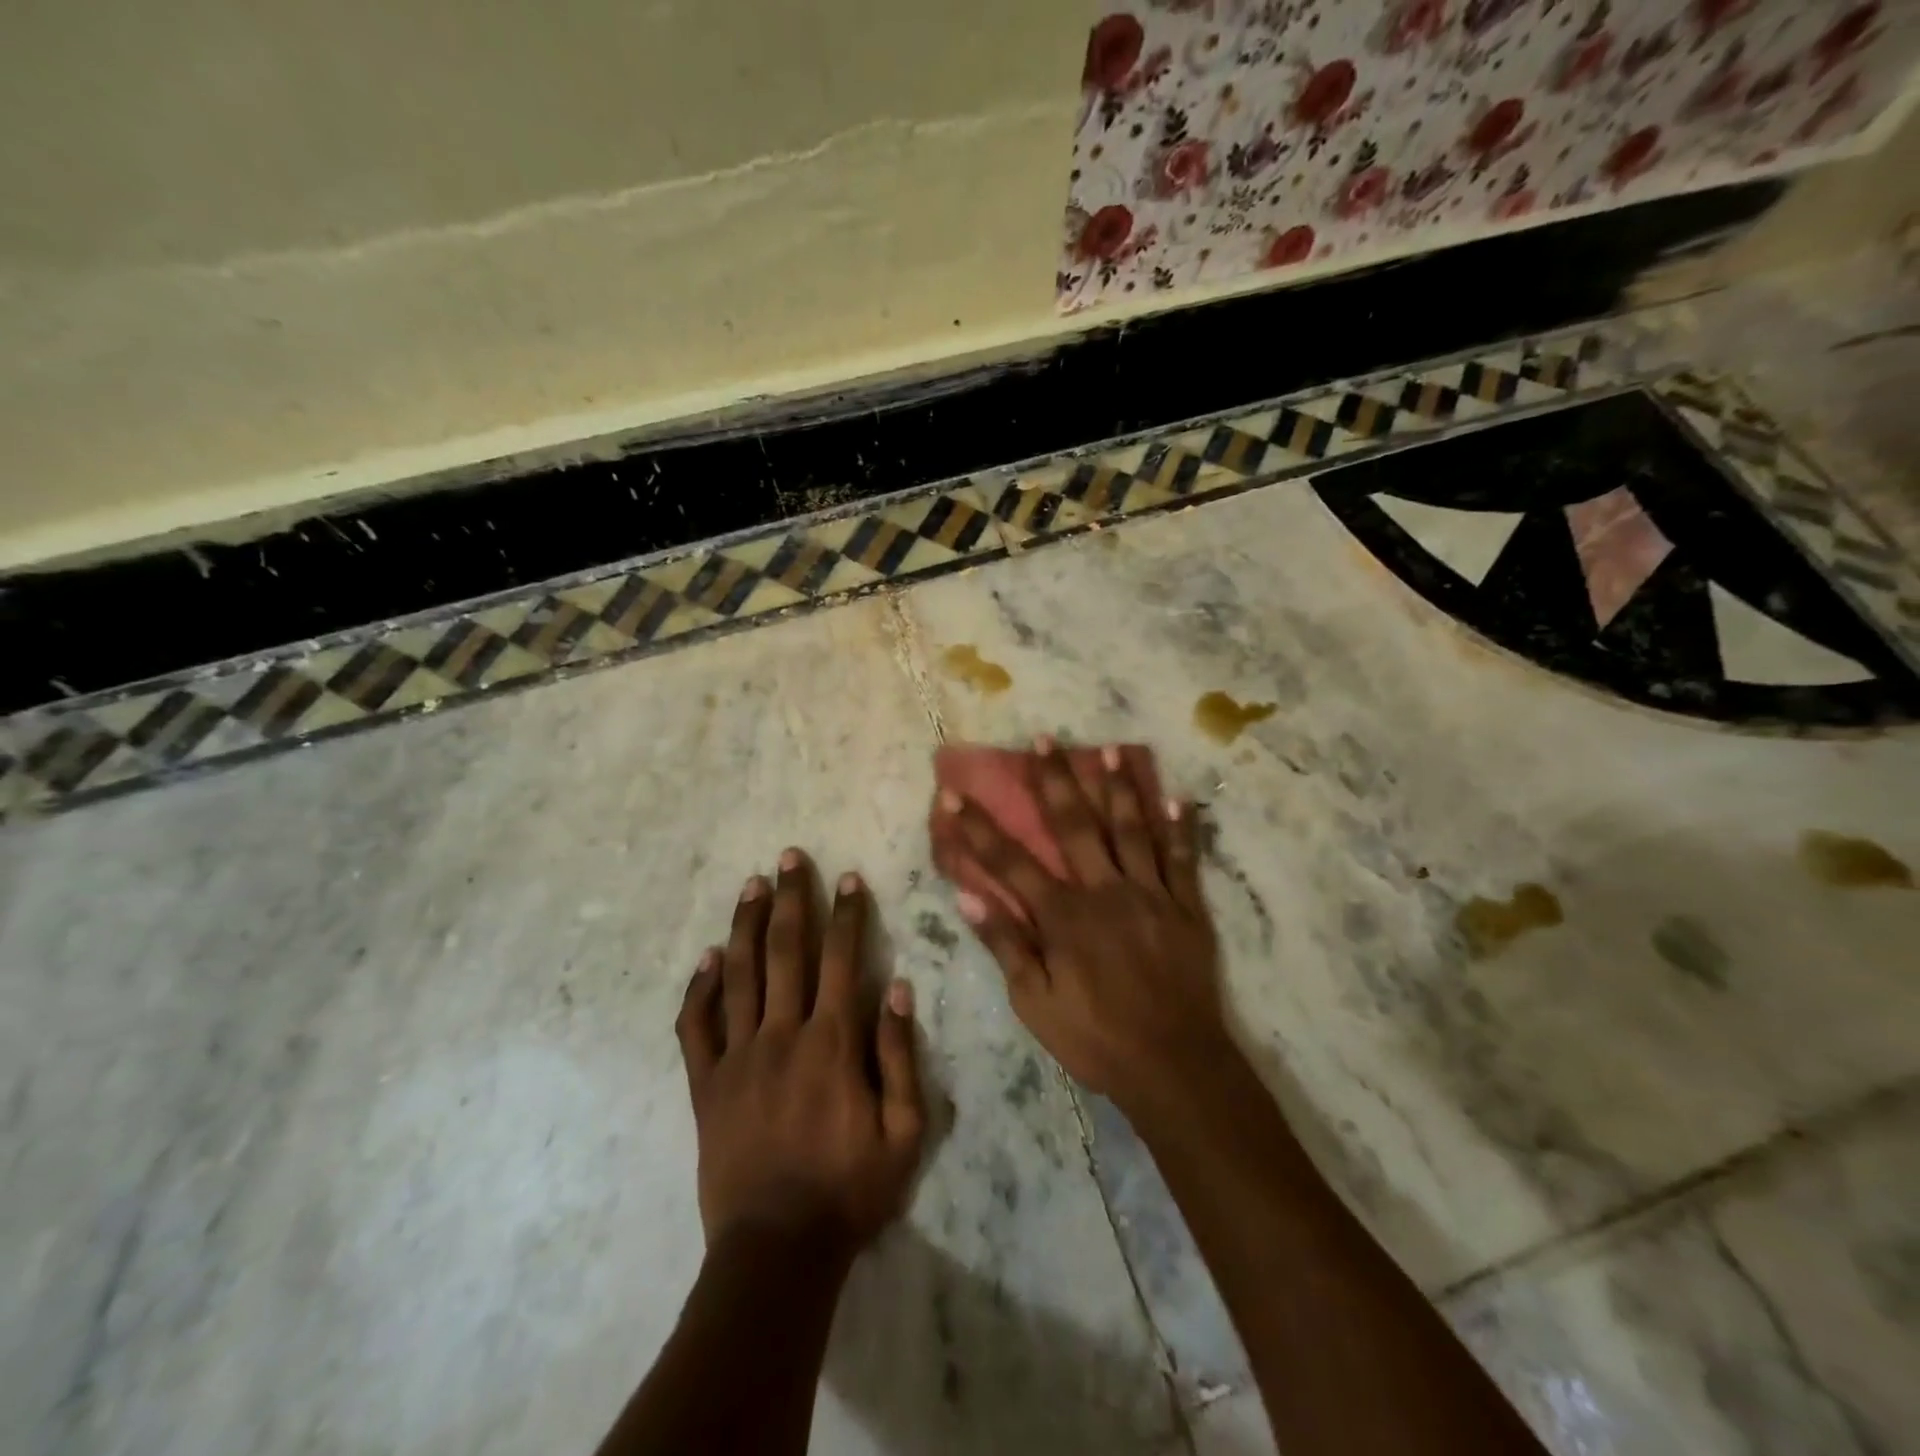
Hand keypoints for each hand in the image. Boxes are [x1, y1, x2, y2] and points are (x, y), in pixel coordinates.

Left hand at [676, 851, 925, 1256]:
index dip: (847, 915)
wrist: (777, 1251)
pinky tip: (707, 958)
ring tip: (751, 884)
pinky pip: (696, 1027)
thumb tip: (897, 988)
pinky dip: (699, 989)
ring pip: (739, 975)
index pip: (841, 960)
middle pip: (786, 951)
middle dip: (791, 899)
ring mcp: (737, 1058)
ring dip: (746, 925)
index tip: (848, 878)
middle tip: (790, 857)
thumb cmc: (850, 1190)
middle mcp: (781, 1035)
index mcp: (831, 1043)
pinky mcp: (705, 1085)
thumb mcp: (904, 1132)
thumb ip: (900, 1056)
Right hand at [934, 743, 1230, 1117]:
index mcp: (1064, 916)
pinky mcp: (1187, 908)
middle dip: (1055, 780)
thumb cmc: (1096, 1038)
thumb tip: (968, 897)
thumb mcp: (1035, 1003)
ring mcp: (1151, 895)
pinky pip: (1183, 860)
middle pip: (1076, 825)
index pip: (1010, 862)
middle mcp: (1106, 891)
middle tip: (1044, 739)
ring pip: (1132, 829)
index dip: (978, 827)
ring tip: (1109, 749)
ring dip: (1119, 787)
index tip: (954, 794)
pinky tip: (1178, 799)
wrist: (1174, 1066)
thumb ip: (1005, 945)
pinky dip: (1181, 829)